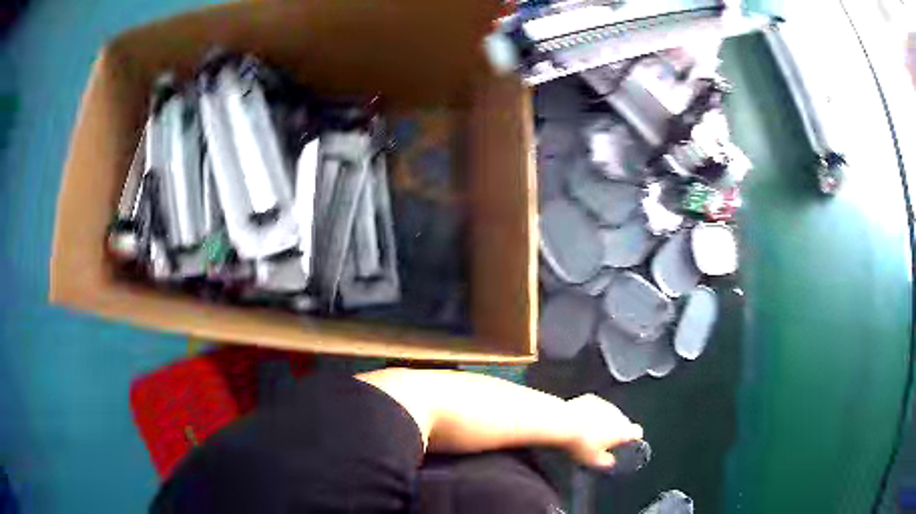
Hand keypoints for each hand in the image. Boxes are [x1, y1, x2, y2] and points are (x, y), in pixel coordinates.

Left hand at [562, 394, 643, 469]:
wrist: (562, 423)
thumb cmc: (580, 444)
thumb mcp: (594, 460)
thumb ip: (607, 462)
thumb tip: (611, 462)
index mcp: (623, 430)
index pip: (637, 432)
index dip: (633, 439)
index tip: (626, 444)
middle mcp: (618, 414)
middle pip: (623, 422)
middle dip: (616, 430)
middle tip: (603, 441)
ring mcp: (605, 404)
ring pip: (610, 413)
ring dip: (605, 421)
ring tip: (590, 431)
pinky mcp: (592, 398)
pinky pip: (597, 407)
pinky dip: (593, 412)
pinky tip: (581, 420)